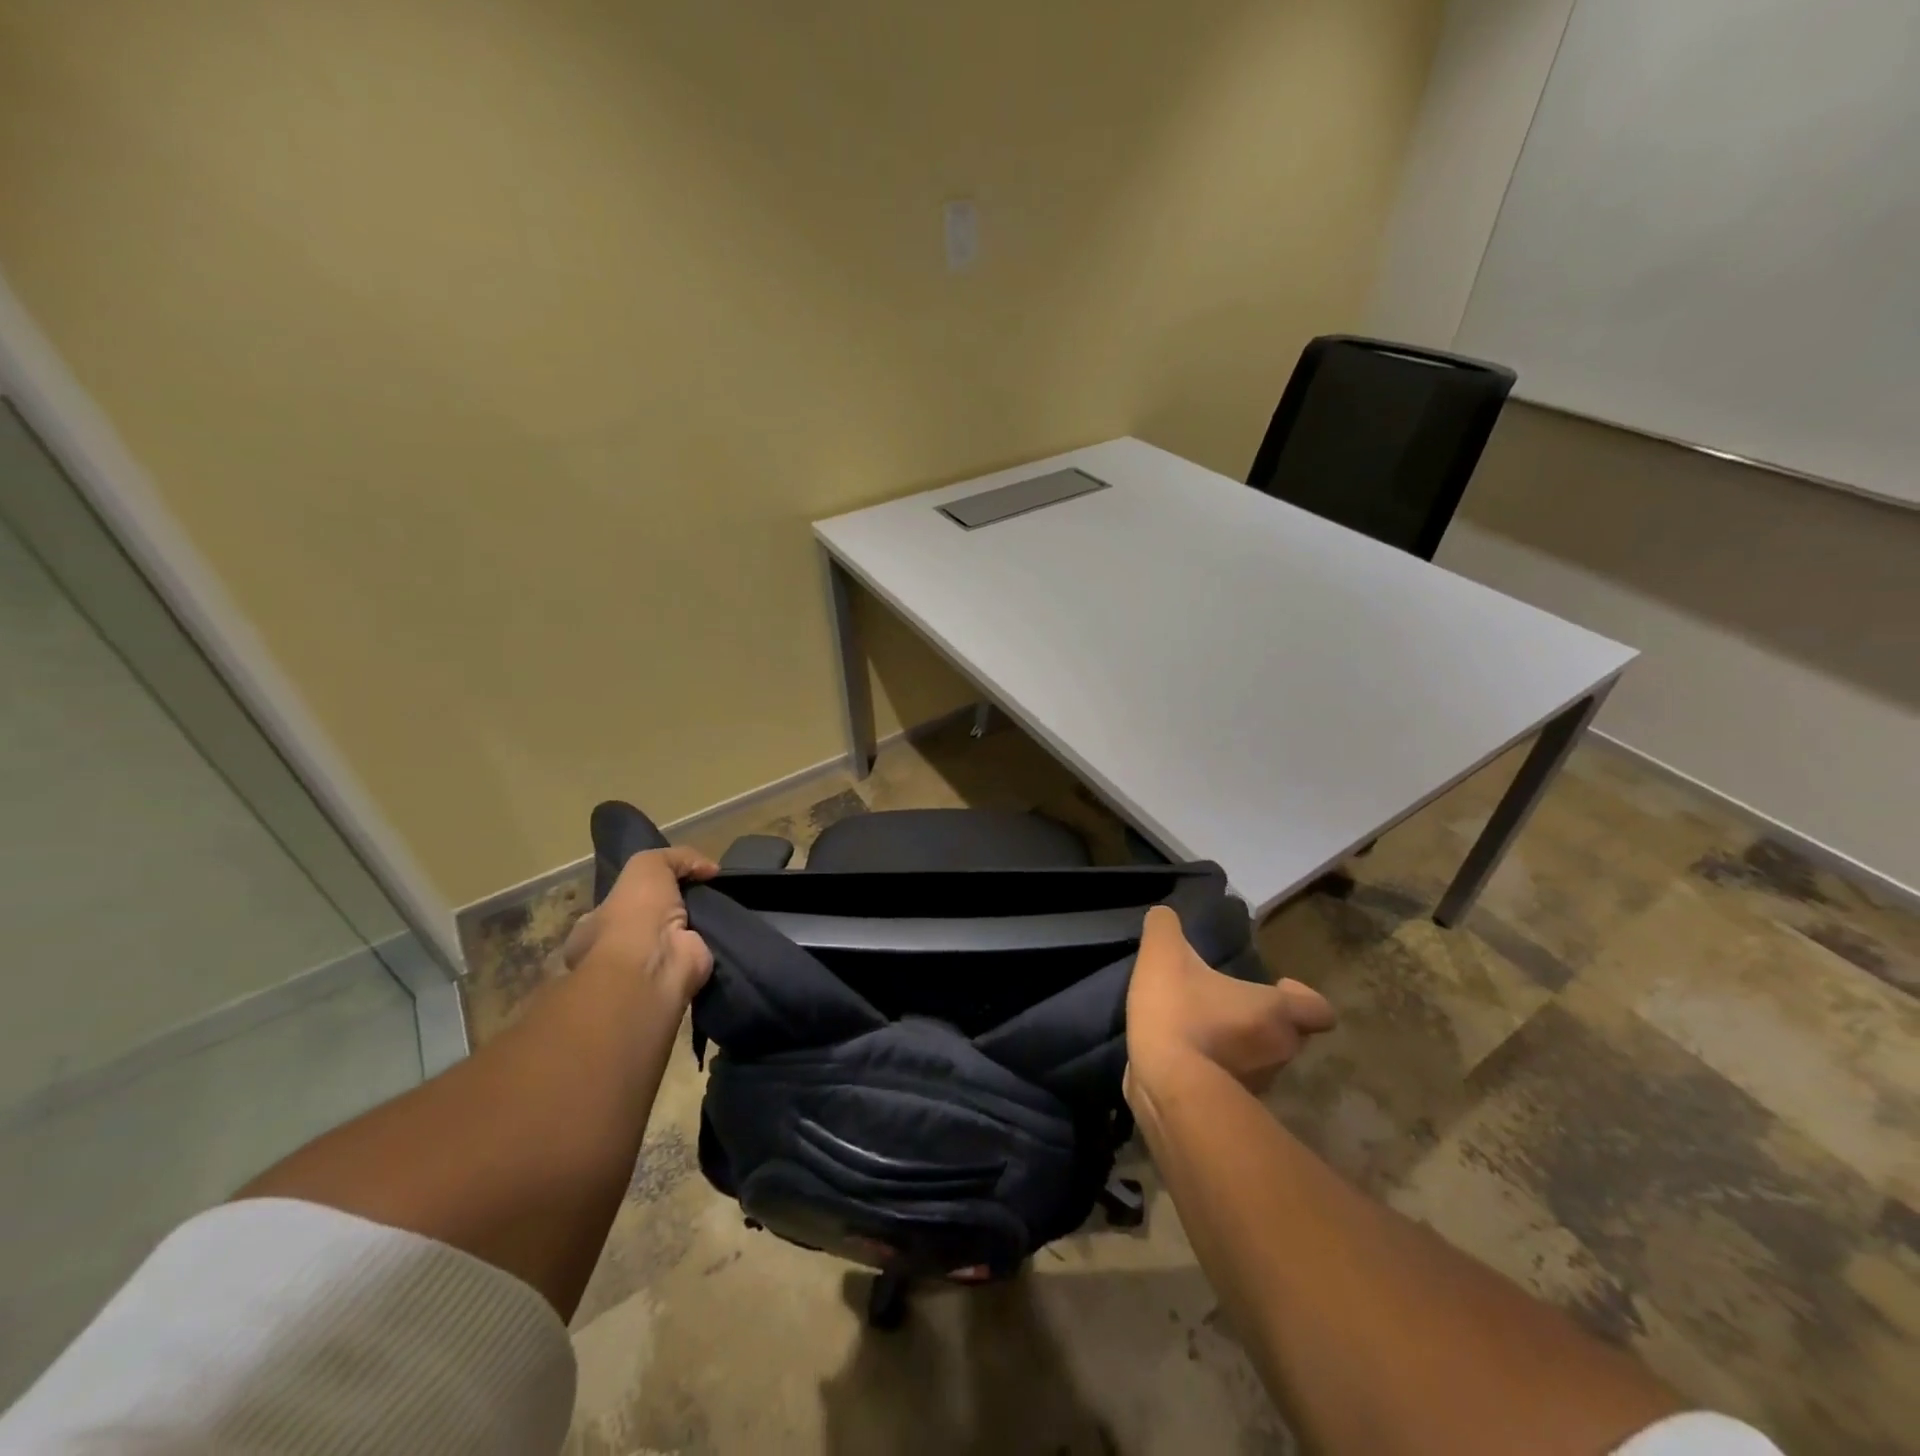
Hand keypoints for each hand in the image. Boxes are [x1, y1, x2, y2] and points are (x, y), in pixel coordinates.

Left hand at [562, 846, 718, 1004]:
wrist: (656, 962)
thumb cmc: (635, 912)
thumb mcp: (647, 864)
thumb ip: (676, 857)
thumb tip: (709, 868)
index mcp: (597, 925)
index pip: (623, 901)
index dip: (647, 887)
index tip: (677, 876)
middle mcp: (622, 946)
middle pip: (655, 917)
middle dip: (678, 904)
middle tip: (706, 886)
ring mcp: (653, 962)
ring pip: (681, 932)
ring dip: (701, 920)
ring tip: (726, 899)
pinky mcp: (684, 972)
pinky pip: (705, 948)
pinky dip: (720, 936)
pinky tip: (734, 921)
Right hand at [1124, 905, 1334, 1110]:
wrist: (1167, 1088)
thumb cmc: (1179, 1013)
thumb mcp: (1163, 954)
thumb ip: (1164, 928)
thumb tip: (1163, 915)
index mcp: (1275, 1012)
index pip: (1318, 1010)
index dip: (1302, 998)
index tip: (1279, 986)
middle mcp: (1278, 1051)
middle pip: (1288, 1035)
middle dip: (1264, 1021)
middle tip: (1230, 1005)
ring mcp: (1258, 1086)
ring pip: (1261, 1062)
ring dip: (1240, 1048)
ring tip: (1202, 1032)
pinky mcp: (1230, 1110)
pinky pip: (1232, 1086)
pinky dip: (1217, 1073)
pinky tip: (1184, 1059)